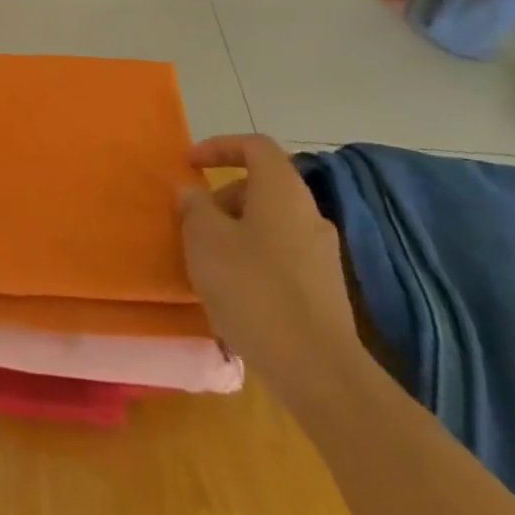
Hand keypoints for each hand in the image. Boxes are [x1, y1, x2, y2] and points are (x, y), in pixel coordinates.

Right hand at [180, 135, 364, 406]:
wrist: (316, 368)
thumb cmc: (252, 287)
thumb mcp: (205, 239)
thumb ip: (195, 207)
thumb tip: (194, 193)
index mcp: (283, 192)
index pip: (256, 146)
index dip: (220, 146)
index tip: (190, 164)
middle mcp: (310, 214)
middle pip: (263, 186)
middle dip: (224, 197)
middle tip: (194, 221)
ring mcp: (323, 254)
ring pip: (271, 223)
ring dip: (237, 230)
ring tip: (208, 259)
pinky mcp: (325, 289)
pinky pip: (282, 255)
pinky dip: (254, 257)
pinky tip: (234, 289)